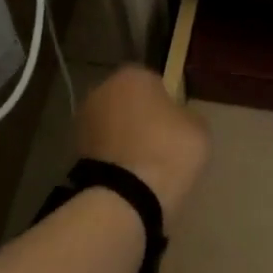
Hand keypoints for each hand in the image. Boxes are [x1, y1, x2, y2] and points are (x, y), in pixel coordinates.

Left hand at [75, 66, 209, 226]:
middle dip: (142, 117)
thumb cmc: (168, 150)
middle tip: (163, 142)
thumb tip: (176, 119)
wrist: (126, 198)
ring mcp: (84, 121)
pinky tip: (131, 175)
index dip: (168, 102)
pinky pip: (105, 148)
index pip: (155, 82)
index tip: (177, 123)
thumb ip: (186, 115)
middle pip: (129, 101)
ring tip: (147, 163)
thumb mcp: (198, 128)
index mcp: (133, 75)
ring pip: (114, 125)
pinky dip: (115, 157)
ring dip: (126, 137)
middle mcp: (102, 90)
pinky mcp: (75, 152)